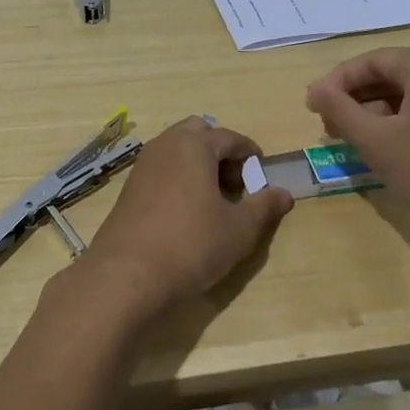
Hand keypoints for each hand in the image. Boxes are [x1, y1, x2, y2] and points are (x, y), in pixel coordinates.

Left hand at [78, 117, 293, 323]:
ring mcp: (143, 165)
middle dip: (221, 153)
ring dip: (198, 165)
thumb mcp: (239, 229)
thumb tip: (284, 193)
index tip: (262, 180)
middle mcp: (165, 145)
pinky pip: (161, 169)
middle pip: (199, 134)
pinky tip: (185, 213)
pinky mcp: (128, 187)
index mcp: (194, 145)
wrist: (126, 275)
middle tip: (234, 187)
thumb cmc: (191, 245)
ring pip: (177, 150)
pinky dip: (178, 178)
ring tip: (212, 202)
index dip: (251, 157)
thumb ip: (264, 206)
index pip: (231, 138)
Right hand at [305, 47, 409, 256]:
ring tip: (356, 141)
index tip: (312, 108)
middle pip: (392, 74)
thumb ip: (341, 112)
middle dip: (356, 98)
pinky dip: (404, 122)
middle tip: (329, 126)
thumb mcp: (379, 143)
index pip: (370, 60)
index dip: (336, 82)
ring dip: (378, 112)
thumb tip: (316, 90)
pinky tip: (393, 149)